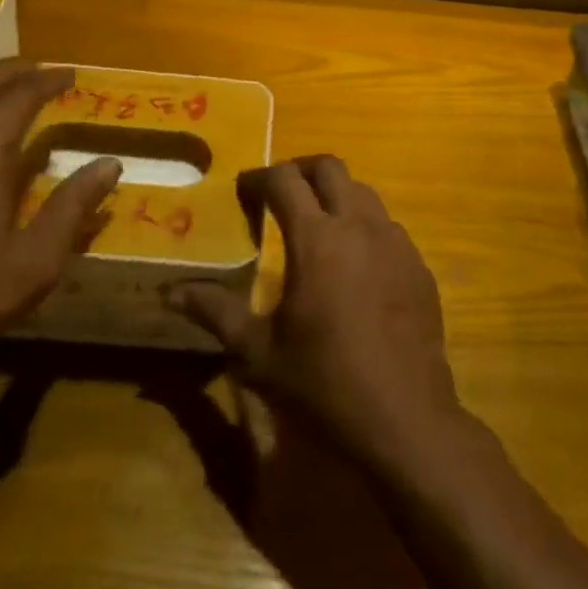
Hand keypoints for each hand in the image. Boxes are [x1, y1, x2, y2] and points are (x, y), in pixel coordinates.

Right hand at [170, 156, 462, 473]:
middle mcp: (358, 225)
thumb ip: (215, 312)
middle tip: (279, 195)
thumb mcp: (259, 352)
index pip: (284, 180)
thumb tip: (169, 293)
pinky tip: (354, 264)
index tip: (243, 191)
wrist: (405, 421)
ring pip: (363, 192)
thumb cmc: (324, 384)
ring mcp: (395, 242)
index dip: (259, 177)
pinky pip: (387, 225)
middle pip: (329, 167)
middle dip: (300, 170)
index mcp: (316, 238)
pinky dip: (363, 226)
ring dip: (335, 196)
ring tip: (316, 226)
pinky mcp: (418, 265)